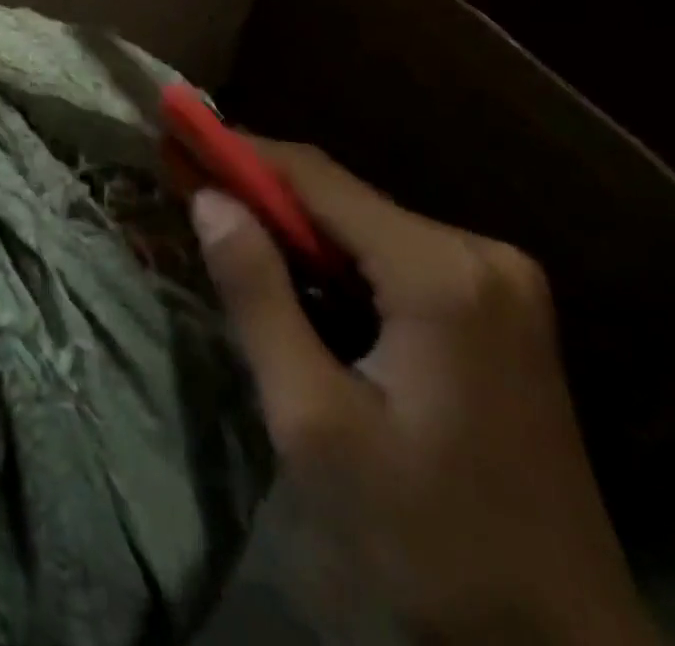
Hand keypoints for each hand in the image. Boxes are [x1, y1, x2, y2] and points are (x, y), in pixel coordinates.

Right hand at [193, 139, 660, 645]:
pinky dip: (335, 262)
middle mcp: (480, 252)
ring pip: (364, 226)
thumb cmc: (426, 540)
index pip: (314, 176)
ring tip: (228, 240)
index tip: (176, 136)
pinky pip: (393, 257)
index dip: (237, 151)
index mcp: (440, 272)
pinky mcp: (498, 308)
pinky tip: (297, 287)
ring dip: (294, 233)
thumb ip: (257, 295)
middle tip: (188, 194)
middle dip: (261, 196)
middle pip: (341, 197)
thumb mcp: (314, 421)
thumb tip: (208, 199)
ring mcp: (499, 279)